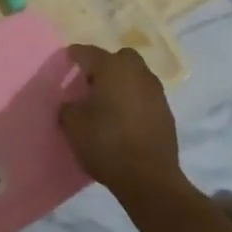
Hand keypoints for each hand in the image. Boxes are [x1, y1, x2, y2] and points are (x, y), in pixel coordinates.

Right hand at [59, 45, 182, 202]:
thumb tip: (71, 104)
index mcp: (112, 67)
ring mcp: (156, 92)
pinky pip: (145, 98)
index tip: (64, 63)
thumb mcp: (73, 125)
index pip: (87, 52)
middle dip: (105, 66)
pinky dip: (134, 103)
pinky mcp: (167, 113)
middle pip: (118, 58)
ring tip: (108, 105)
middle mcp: (137, 72)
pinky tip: (124, 121)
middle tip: (91, 84)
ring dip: (122, 84)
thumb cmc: (106, 143)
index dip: (73, 56)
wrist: (149, 178)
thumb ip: (68, 107)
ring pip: (135, 77)